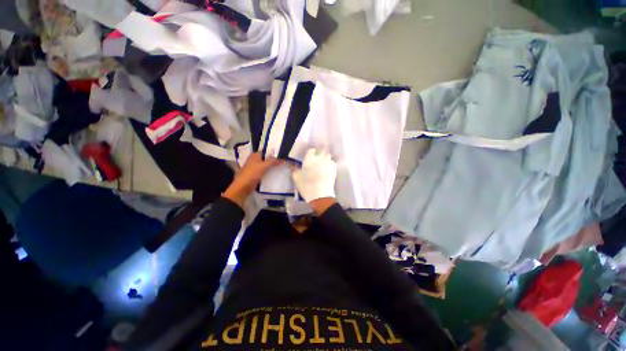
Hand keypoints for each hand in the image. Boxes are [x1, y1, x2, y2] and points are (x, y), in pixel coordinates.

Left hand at [223, 153, 282, 206]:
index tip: (282, 156)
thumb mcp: (264, 166)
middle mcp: (253, 160)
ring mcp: (253, 168)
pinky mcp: (254, 175)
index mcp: (254, 155)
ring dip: (271, 167)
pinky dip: (267, 173)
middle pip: (265, 159)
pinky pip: (263, 172)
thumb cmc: (252, 173)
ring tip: (280, 168)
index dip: (273, 153)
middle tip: (282, 163)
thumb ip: (273, 161)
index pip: (266, 151)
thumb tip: (282, 159)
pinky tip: (274, 175)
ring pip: (264, 166)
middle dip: (273, 161)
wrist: (242, 187)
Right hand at [292, 149, 336, 210]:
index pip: (311, 150)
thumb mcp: (297, 178)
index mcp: (309, 159)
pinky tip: (327, 168)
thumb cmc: (306, 186)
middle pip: (321, 151)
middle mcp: (320, 158)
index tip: (309, 157)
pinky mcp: (333, 169)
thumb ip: (294, 170)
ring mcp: (328, 163)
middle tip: (317, 159)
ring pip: (328, 156)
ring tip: (323, 163)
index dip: (310, 153)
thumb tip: (292, 166)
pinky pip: (332, 162)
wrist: (320, 195)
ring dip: (325, 158)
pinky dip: (330, 163)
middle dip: (319, 154)